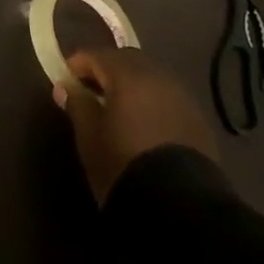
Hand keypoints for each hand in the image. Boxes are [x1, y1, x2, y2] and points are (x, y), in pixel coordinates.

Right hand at [53, 45, 219, 203]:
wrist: (179, 208)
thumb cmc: (123, 165)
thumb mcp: (89, 137)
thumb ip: (77, 105)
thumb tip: (65, 86)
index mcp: (128, 75)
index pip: (97, 55)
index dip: (77, 64)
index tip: (64, 80)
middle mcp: (159, 77)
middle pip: (127, 60)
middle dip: (107, 70)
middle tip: (90, 91)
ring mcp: (183, 98)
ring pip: (151, 78)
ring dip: (132, 86)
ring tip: (118, 110)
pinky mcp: (199, 121)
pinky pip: (168, 99)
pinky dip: (152, 103)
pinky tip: (144, 126)